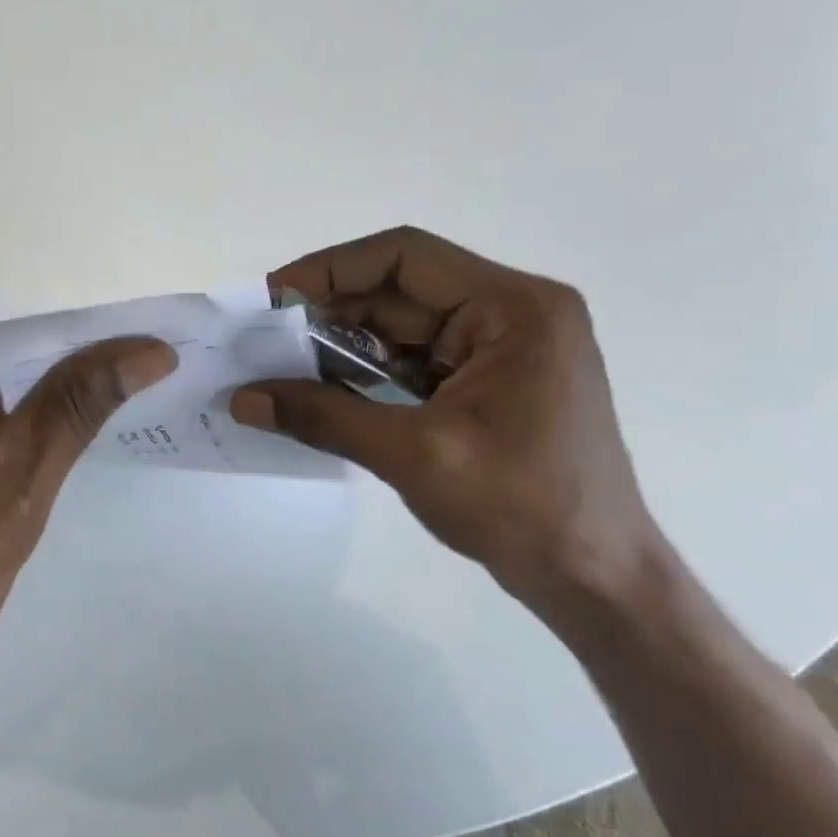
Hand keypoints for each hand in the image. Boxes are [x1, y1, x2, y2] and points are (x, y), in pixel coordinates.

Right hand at [231, 228, 666, 615]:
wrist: (594, 579)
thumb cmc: (522, 508)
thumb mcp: (414, 455)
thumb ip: (324, 417)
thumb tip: (242, 400)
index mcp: (514, 309)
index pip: (404, 258)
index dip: (330, 268)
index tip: (272, 298)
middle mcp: (510, 314)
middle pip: (399, 291)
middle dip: (327, 312)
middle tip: (263, 338)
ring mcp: (498, 349)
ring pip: (399, 327)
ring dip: (340, 344)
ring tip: (278, 364)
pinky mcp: (484, 383)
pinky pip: (410, 361)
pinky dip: (363, 372)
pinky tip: (318, 388)